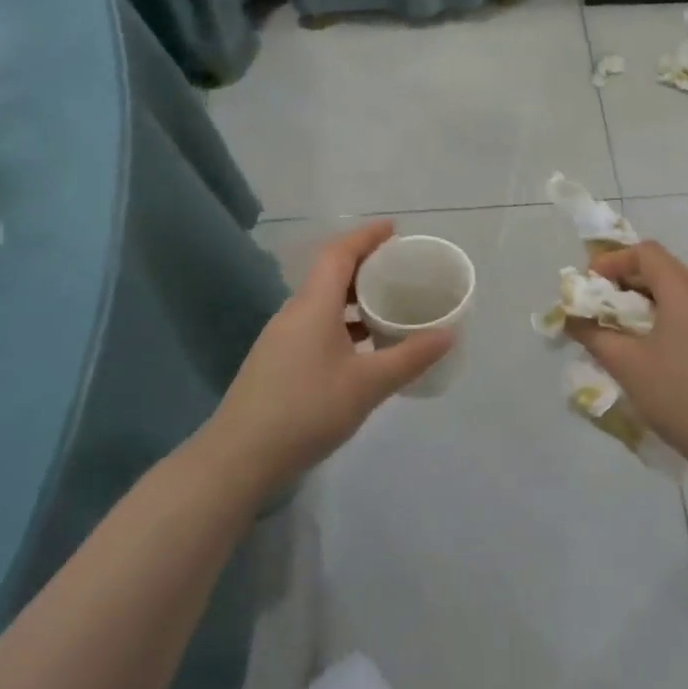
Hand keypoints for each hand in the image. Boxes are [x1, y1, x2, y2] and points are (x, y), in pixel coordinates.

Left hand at [211, 221, 453, 489]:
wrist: (239, 459)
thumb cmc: (307, 410)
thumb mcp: (368, 385)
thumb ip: (410, 357)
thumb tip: (448, 334)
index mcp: (313, 305)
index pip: (339, 253)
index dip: (366, 236)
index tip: (394, 229)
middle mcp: (294, 313)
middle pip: (330, 274)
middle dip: (364, 266)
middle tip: (399, 269)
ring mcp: (281, 338)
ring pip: (322, 303)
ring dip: (353, 299)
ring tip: (387, 308)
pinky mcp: (276, 362)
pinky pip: (314, 325)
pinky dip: (341, 324)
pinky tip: (361, 350)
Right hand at [566, 241, 687, 478]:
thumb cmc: (679, 395)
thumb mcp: (627, 365)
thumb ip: (594, 335)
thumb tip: (571, 318)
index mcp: (683, 291)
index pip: (646, 252)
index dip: (613, 260)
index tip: (590, 284)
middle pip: (661, 268)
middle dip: (625, 280)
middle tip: (597, 305)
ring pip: (675, 292)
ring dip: (643, 301)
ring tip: (617, 328)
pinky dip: (662, 317)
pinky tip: (647, 348)